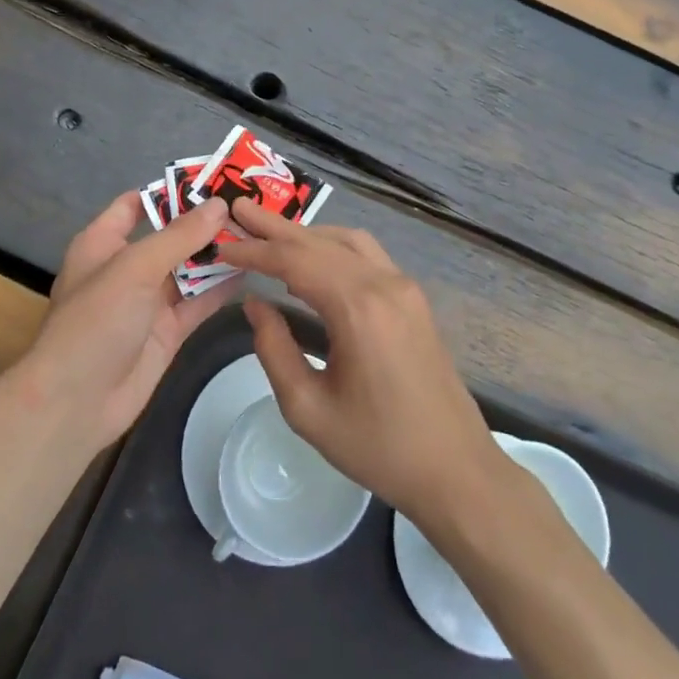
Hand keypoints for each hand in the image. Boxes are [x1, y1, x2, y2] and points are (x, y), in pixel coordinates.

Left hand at [11, 191, 240, 454]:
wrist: (77, 402)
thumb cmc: (96, 320)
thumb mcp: (136, 267)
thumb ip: (180, 236)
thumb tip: (220, 205)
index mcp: (104, 242)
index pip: (136, 204)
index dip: (171, 190)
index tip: (213, 179)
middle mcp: (127, 267)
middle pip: (170, 235)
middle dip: (204, 222)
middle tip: (249, 206)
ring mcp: (148, 300)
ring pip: (188, 268)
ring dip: (217, 254)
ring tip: (258, 232)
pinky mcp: (167, 330)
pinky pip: (198, 301)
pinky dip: (220, 288)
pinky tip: (251, 271)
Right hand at [218, 201, 506, 524]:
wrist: (455, 469)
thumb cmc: (378, 447)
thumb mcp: (308, 408)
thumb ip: (274, 349)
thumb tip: (255, 304)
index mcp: (358, 309)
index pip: (295, 262)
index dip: (255, 251)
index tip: (222, 246)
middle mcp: (384, 284)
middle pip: (320, 242)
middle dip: (276, 227)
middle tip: (239, 209)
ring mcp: (404, 288)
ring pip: (347, 241)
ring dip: (306, 234)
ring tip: (268, 233)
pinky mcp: (413, 299)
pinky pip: (367, 256)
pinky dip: (333, 247)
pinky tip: (312, 260)